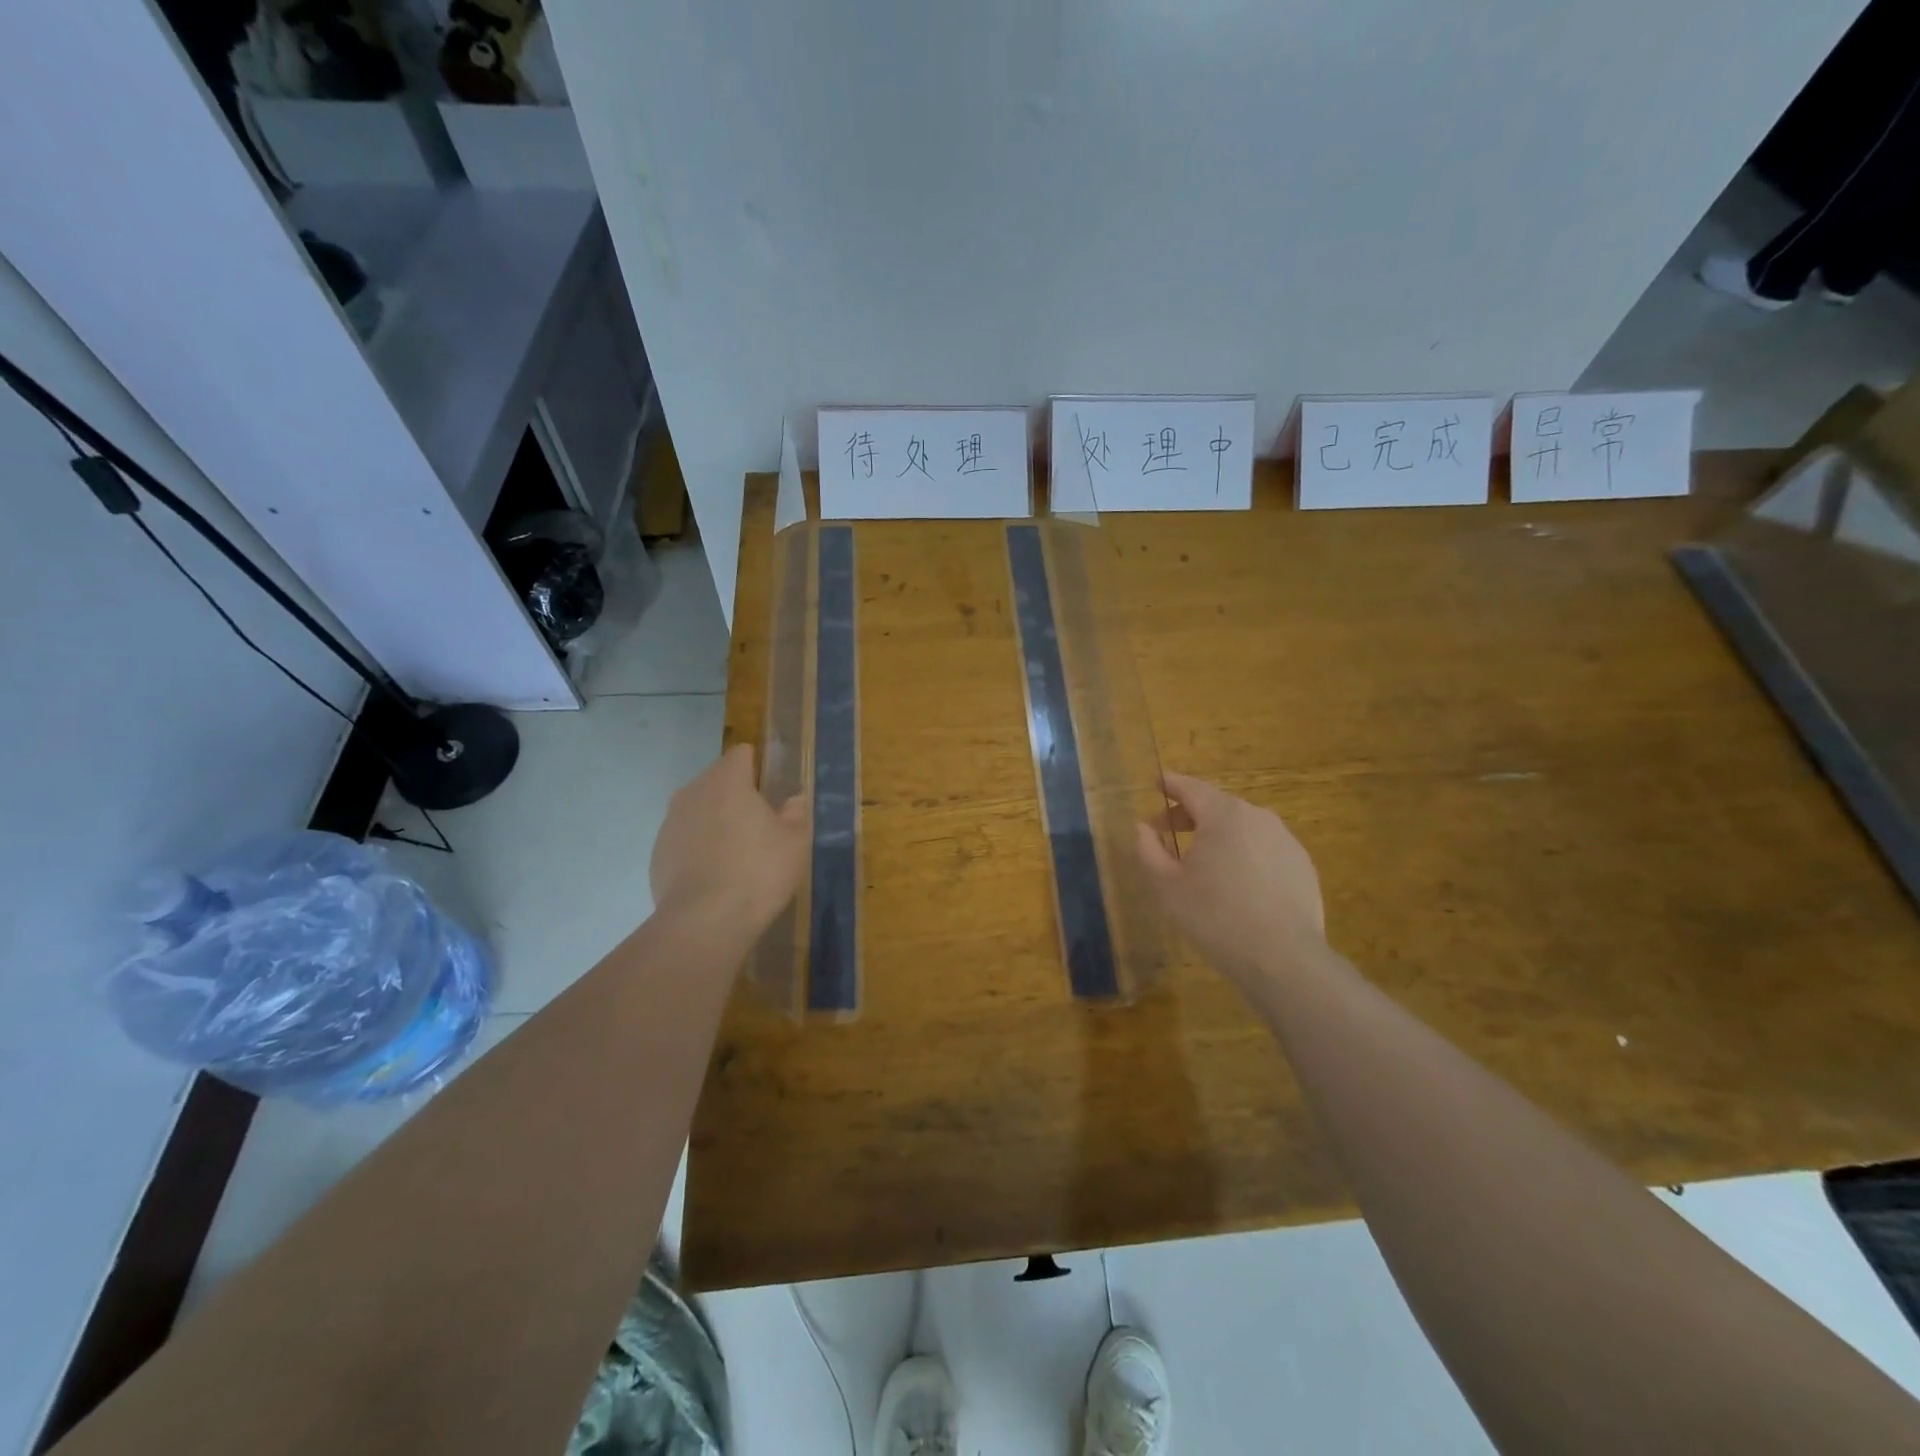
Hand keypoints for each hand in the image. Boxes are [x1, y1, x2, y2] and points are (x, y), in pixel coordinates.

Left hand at [650, 744, 809, 931]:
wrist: (704, 922)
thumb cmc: (758, 872)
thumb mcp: (794, 843)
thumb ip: (795, 814)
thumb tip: (794, 799)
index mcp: (727, 781)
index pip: (741, 754)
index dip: (758, 765)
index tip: (772, 787)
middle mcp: (693, 792)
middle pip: (717, 779)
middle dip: (736, 793)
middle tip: (760, 822)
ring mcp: (670, 822)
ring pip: (698, 808)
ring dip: (715, 820)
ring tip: (737, 850)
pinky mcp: (658, 853)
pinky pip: (684, 837)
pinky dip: (698, 846)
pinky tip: (715, 873)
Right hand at [1136, 772, 1325, 990]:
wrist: (1283, 959)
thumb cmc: (1215, 916)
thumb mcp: (1167, 885)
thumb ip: (1149, 849)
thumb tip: (1143, 828)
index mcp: (1223, 815)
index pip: (1190, 787)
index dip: (1170, 784)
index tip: (1156, 783)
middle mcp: (1257, 817)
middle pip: (1217, 806)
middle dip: (1190, 815)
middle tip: (1167, 833)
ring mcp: (1285, 840)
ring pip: (1243, 828)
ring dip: (1219, 835)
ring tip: (1202, 862)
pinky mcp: (1303, 865)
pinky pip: (1265, 849)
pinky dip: (1245, 854)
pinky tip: (1237, 884)